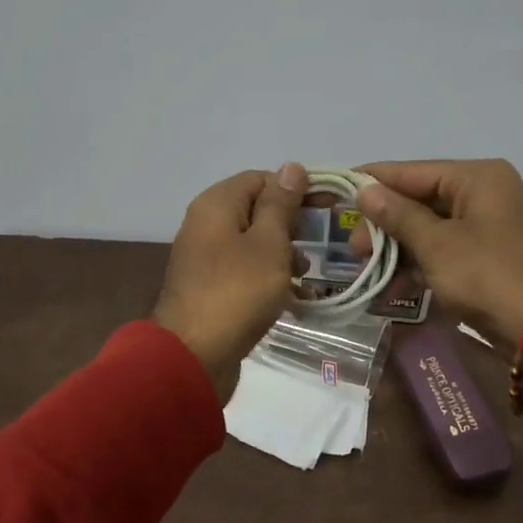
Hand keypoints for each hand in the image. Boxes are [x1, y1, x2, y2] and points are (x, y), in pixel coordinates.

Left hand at [153, 164, 307, 402]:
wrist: (194, 355)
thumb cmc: (237, 292)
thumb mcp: (268, 243)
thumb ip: (281, 205)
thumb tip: (290, 167)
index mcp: (216, 205)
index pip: (261, 179)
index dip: (295, 188)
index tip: (328, 206)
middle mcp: (205, 224)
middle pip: (254, 209)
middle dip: (289, 223)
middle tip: (317, 240)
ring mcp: (205, 258)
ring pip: (251, 242)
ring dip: (281, 252)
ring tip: (304, 272)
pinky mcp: (209, 287)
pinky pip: (244, 269)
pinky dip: (267, 276)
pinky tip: (289, 294)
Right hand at [351, 158, 522, 398]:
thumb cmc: (489, 277)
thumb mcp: (436, 245)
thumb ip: (398, 215)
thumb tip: (365, 190)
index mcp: (478, 178)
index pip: (413, 171)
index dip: (373, 181)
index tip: (337, 189)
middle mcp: (487, 193)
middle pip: (422, 200)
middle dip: (385, 224)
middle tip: (354, 248)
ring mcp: (492, 226)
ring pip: (432, 229)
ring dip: (400, 249)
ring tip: (368, 270)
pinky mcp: (493, 257)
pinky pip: (448, 251)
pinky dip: (423, 266)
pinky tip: (395, 287)